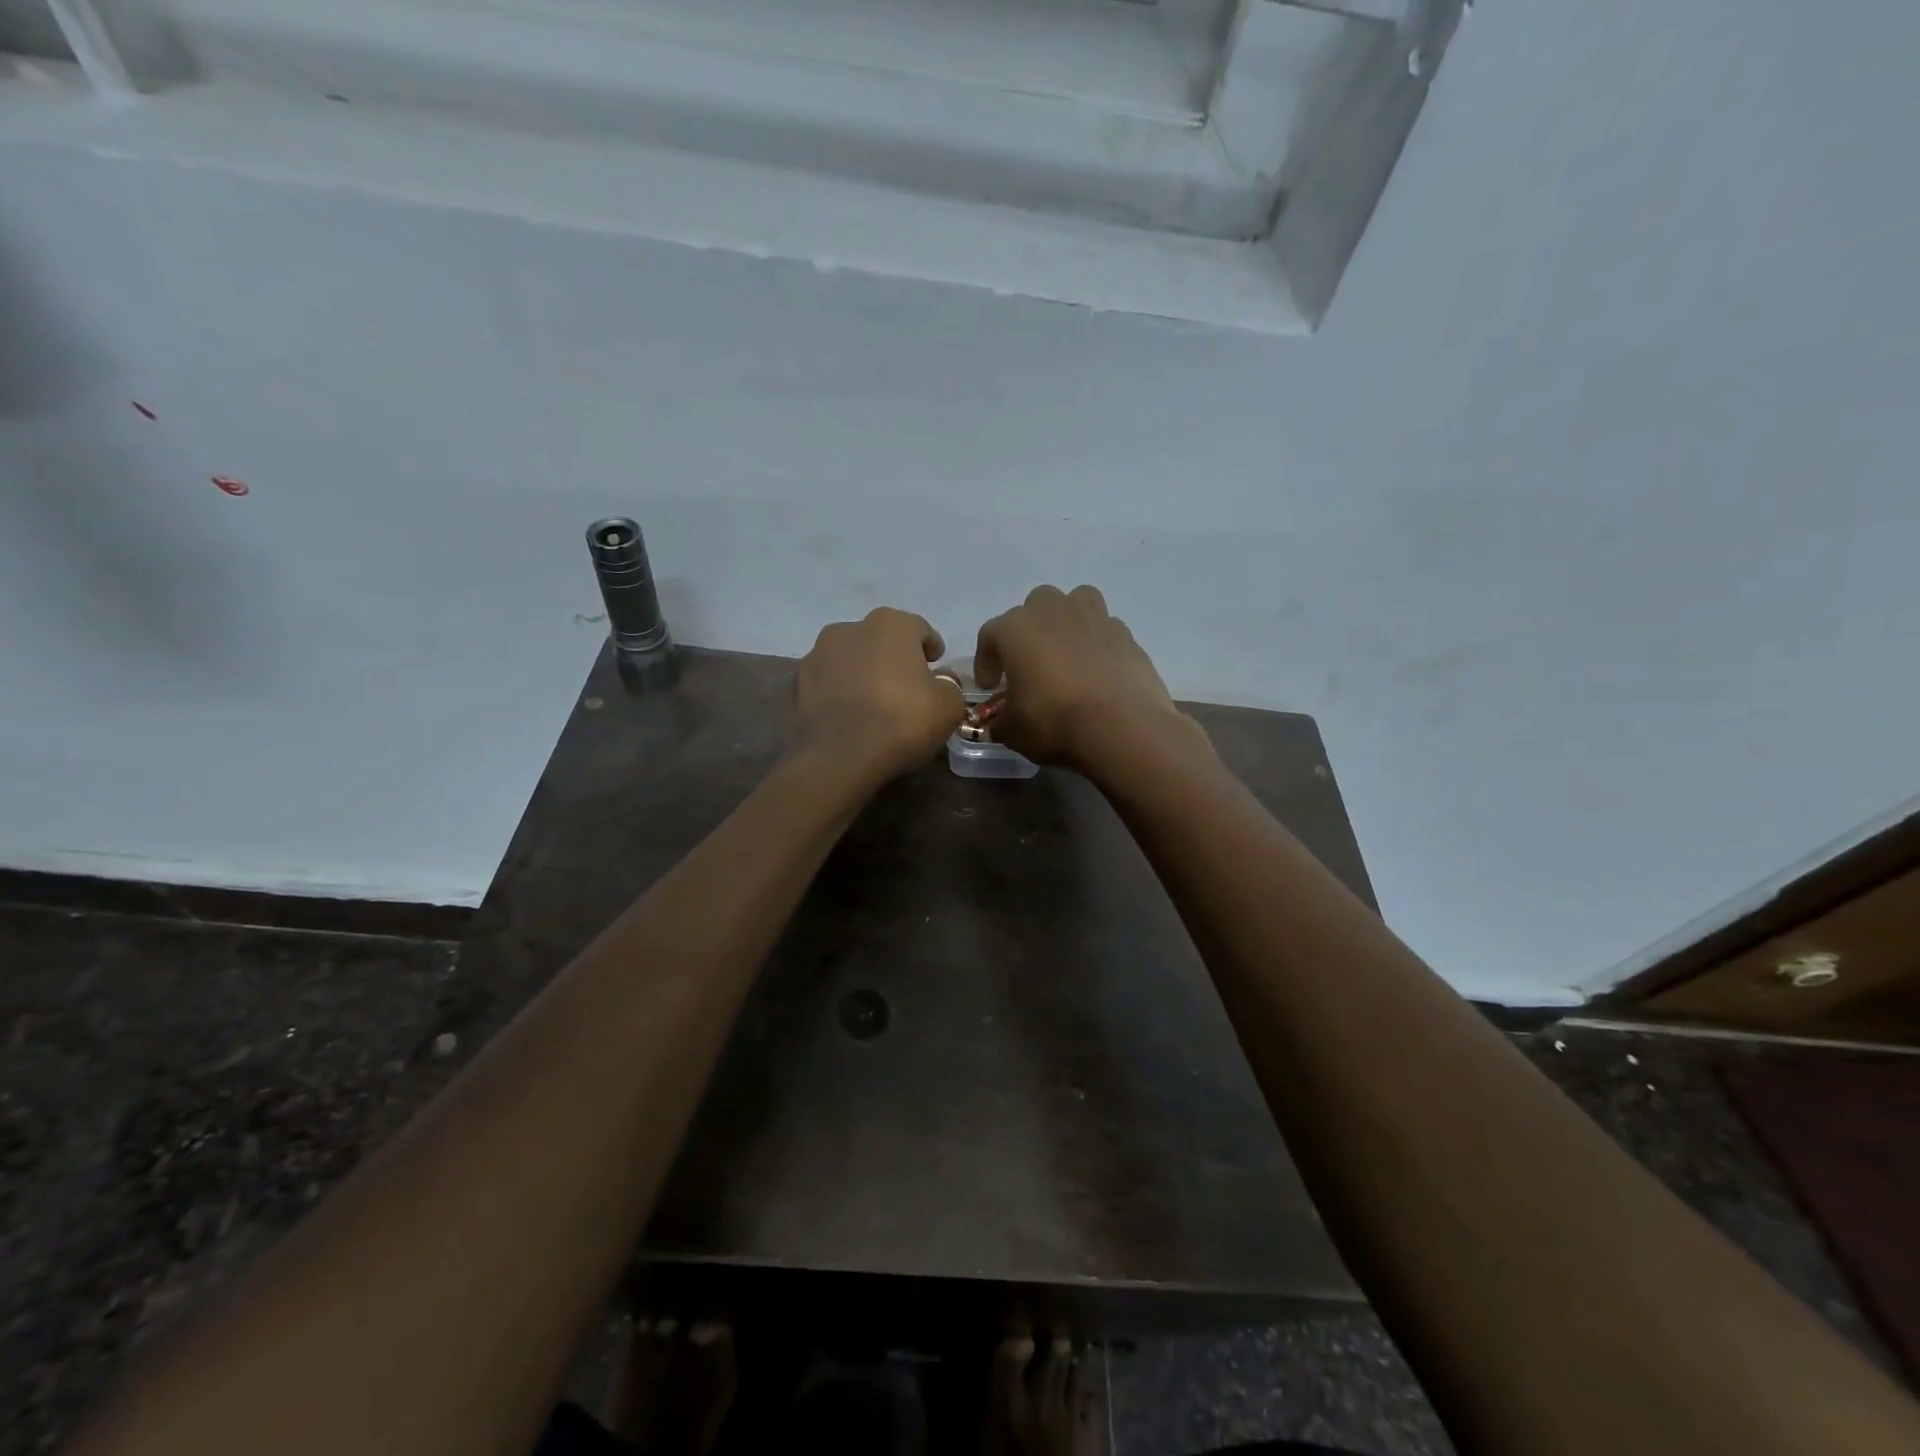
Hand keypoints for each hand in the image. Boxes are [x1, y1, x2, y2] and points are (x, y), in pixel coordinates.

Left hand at [795, 607, 965, 778]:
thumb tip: (939, 681)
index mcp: (890, 624)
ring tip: (874, 702)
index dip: (931, 647)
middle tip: (907, 686)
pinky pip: (828, 683)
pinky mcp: (797, 684)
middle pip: (880, 640)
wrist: (838, 759)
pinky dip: (840, 692)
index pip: (919, 629)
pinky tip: (850, 716)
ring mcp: (816, 654)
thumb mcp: (948, 706)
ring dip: (863, 673)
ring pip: (850, 659)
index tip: (936, 666)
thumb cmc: (901, 721)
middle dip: (894, 658)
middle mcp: (849, 628)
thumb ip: (949, 685)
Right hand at [974, 584, 1196, 770]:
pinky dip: (1098, 644)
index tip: (990, 687)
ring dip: (1067, 622)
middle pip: (1034, 607)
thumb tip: (999, 723)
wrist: (1122, 728)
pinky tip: (1098, 672)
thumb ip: (1000, 721)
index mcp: (1016, 629)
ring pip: (1075, 603)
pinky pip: (1105, 630)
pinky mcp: (1126, 634)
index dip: (986, 662)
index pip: (990, 636)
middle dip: (1028, 632)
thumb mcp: (1013, 732)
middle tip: (1029, 666)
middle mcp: (1053, 611)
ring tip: (1067, 654)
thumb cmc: (1054, 722)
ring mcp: (1094, 617)